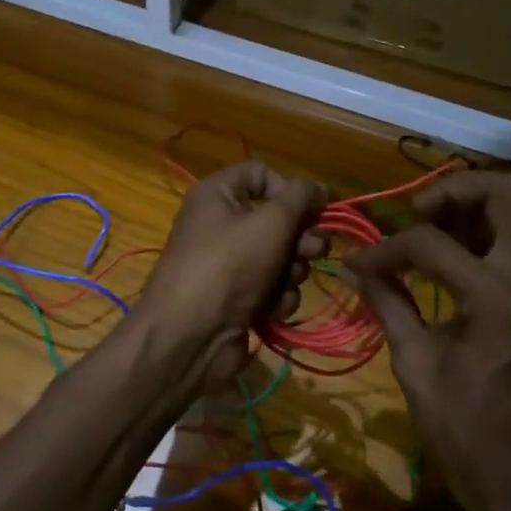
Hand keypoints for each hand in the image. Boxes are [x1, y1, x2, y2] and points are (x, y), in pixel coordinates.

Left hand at [135, 160, 326, 389]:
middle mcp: (221, 223)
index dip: (292, 189)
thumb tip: (319, 188)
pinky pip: (271, 287)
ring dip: (291, 271)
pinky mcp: (237, 297)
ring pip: (280, 256)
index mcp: (218, 194)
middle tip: (313, 251)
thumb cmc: (229, 266)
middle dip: (300, 237)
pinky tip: (272, 310)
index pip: (263, 174)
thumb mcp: (270, 222)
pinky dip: (277, 297)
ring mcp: (229, 263)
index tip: (318, 209)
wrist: (190, 337)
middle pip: (277, 218)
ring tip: (283, 285)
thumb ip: (300, 198)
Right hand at [344, 172, 510, 510]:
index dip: (388, 248)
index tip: (360, 262)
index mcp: (495, 299)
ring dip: (485, 203)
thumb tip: (354, 266)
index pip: (433, 243)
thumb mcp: (414, 362)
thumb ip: (387, 301)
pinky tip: (464, 250)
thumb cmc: (461, 428)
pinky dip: (501, 227)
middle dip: (459, 190)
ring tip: (443, 224)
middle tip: (421, 212)